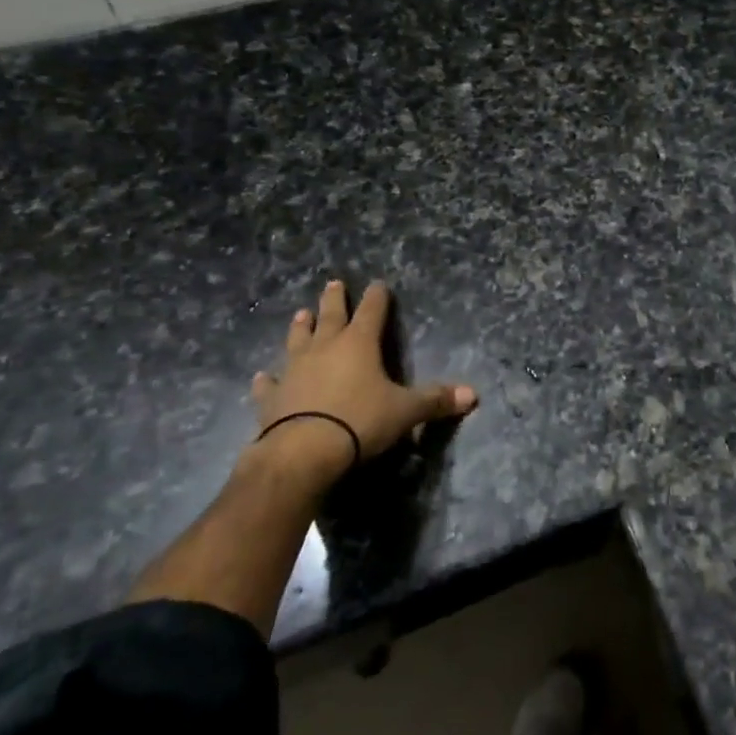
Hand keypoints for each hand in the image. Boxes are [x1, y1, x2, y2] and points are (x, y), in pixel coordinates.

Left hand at [249, 280, 476, 484]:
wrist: (303, 451)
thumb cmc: (360, 421)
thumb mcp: (406, 411)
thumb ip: (436, 400)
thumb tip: (473, 395)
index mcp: (359, 344)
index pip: (372, 312)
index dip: (377, 297)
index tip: (378, 284)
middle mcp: (325, 348)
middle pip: (331, 316)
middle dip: (335, 300)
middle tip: (333, 283)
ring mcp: (295, 370)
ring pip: (298, 340)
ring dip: (300, 327)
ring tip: (300, 313)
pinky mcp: (272, 397)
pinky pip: (270, 383)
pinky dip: (268, 378)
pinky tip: (262, 375)